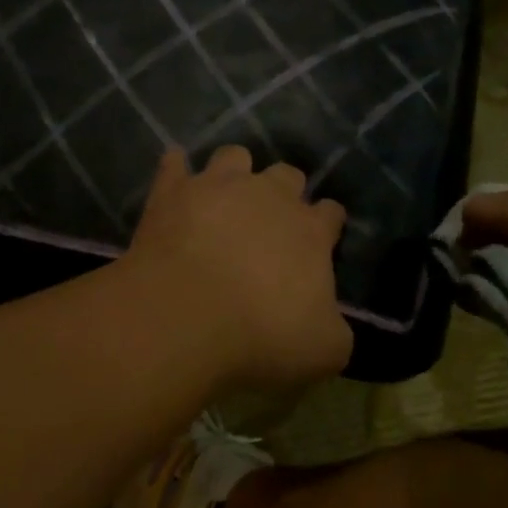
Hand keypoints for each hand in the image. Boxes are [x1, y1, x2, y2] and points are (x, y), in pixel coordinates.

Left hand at [124, 146, 351, 390]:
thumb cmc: (262, 335)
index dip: (327, 225)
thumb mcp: (324, 351)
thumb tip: (329, 322)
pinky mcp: (171, 191)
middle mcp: (269, 196)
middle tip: (270, 222)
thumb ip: (335, 329)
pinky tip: (175, 178)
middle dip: (284, 192)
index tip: (320, 242)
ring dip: (234, 172)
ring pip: (235, 156)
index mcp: (310, 231)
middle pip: (287, 175)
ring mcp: (217, 186)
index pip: (331, 213)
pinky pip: (174, 162)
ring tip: (225, 195)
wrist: (185, 316)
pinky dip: (176, 168)